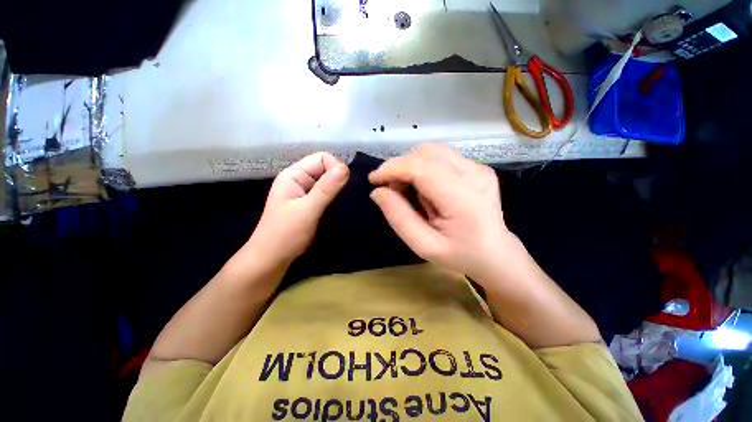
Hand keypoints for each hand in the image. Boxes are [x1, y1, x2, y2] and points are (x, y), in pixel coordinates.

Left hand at [248, 152, 348, 266]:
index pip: (322, 158)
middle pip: (326, 168)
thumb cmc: (285, 234)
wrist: (272, 259)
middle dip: (339, 179)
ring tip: (345, 202)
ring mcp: (305, 192)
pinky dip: (335, 198)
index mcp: (294, 175)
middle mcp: (300, 179)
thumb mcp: (307, 210)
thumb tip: (345, 168)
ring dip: (338, 189)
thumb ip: (326, 189)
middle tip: (345, 197)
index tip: (345, 186)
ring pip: (328, 182)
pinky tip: (340, 207)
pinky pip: (327, 194)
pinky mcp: (310, 203)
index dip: (336, 168)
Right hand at [369, 144, 512, 280]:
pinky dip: (424, 167)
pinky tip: (425, 187)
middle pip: (426, 153)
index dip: (393, 169)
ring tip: (408, 188)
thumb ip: (399, 218)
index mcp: (464, 199)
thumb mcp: (424, 246)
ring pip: (433, 151)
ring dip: (411, 165)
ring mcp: (479, 168)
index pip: (422, 168)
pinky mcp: (478, 167)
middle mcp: (475, 175)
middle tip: (392, 189)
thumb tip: (378, 191)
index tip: (374, 180)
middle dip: (401, 167)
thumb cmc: (460, 255)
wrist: (495, 254)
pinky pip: (442, 157)